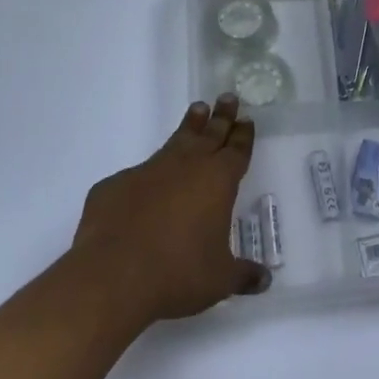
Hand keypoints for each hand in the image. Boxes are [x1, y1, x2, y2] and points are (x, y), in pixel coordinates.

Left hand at [71, 94, 269, 323]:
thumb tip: (265, 281)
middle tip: (227, 97)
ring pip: (175, 142)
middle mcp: (185, 167)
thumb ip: (244, 275)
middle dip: (221, 117)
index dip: (242, 135)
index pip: (236, 151)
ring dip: (189, 127)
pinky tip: (145, 184)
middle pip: (209, 135)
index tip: (246, 119)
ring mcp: (148, 171)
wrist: (112, 275)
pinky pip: (136, 175)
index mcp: (217, 182)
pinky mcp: (115, 185)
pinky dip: (147, 175)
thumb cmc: (178, 273)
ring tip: (197, 110)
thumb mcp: (219, 280)